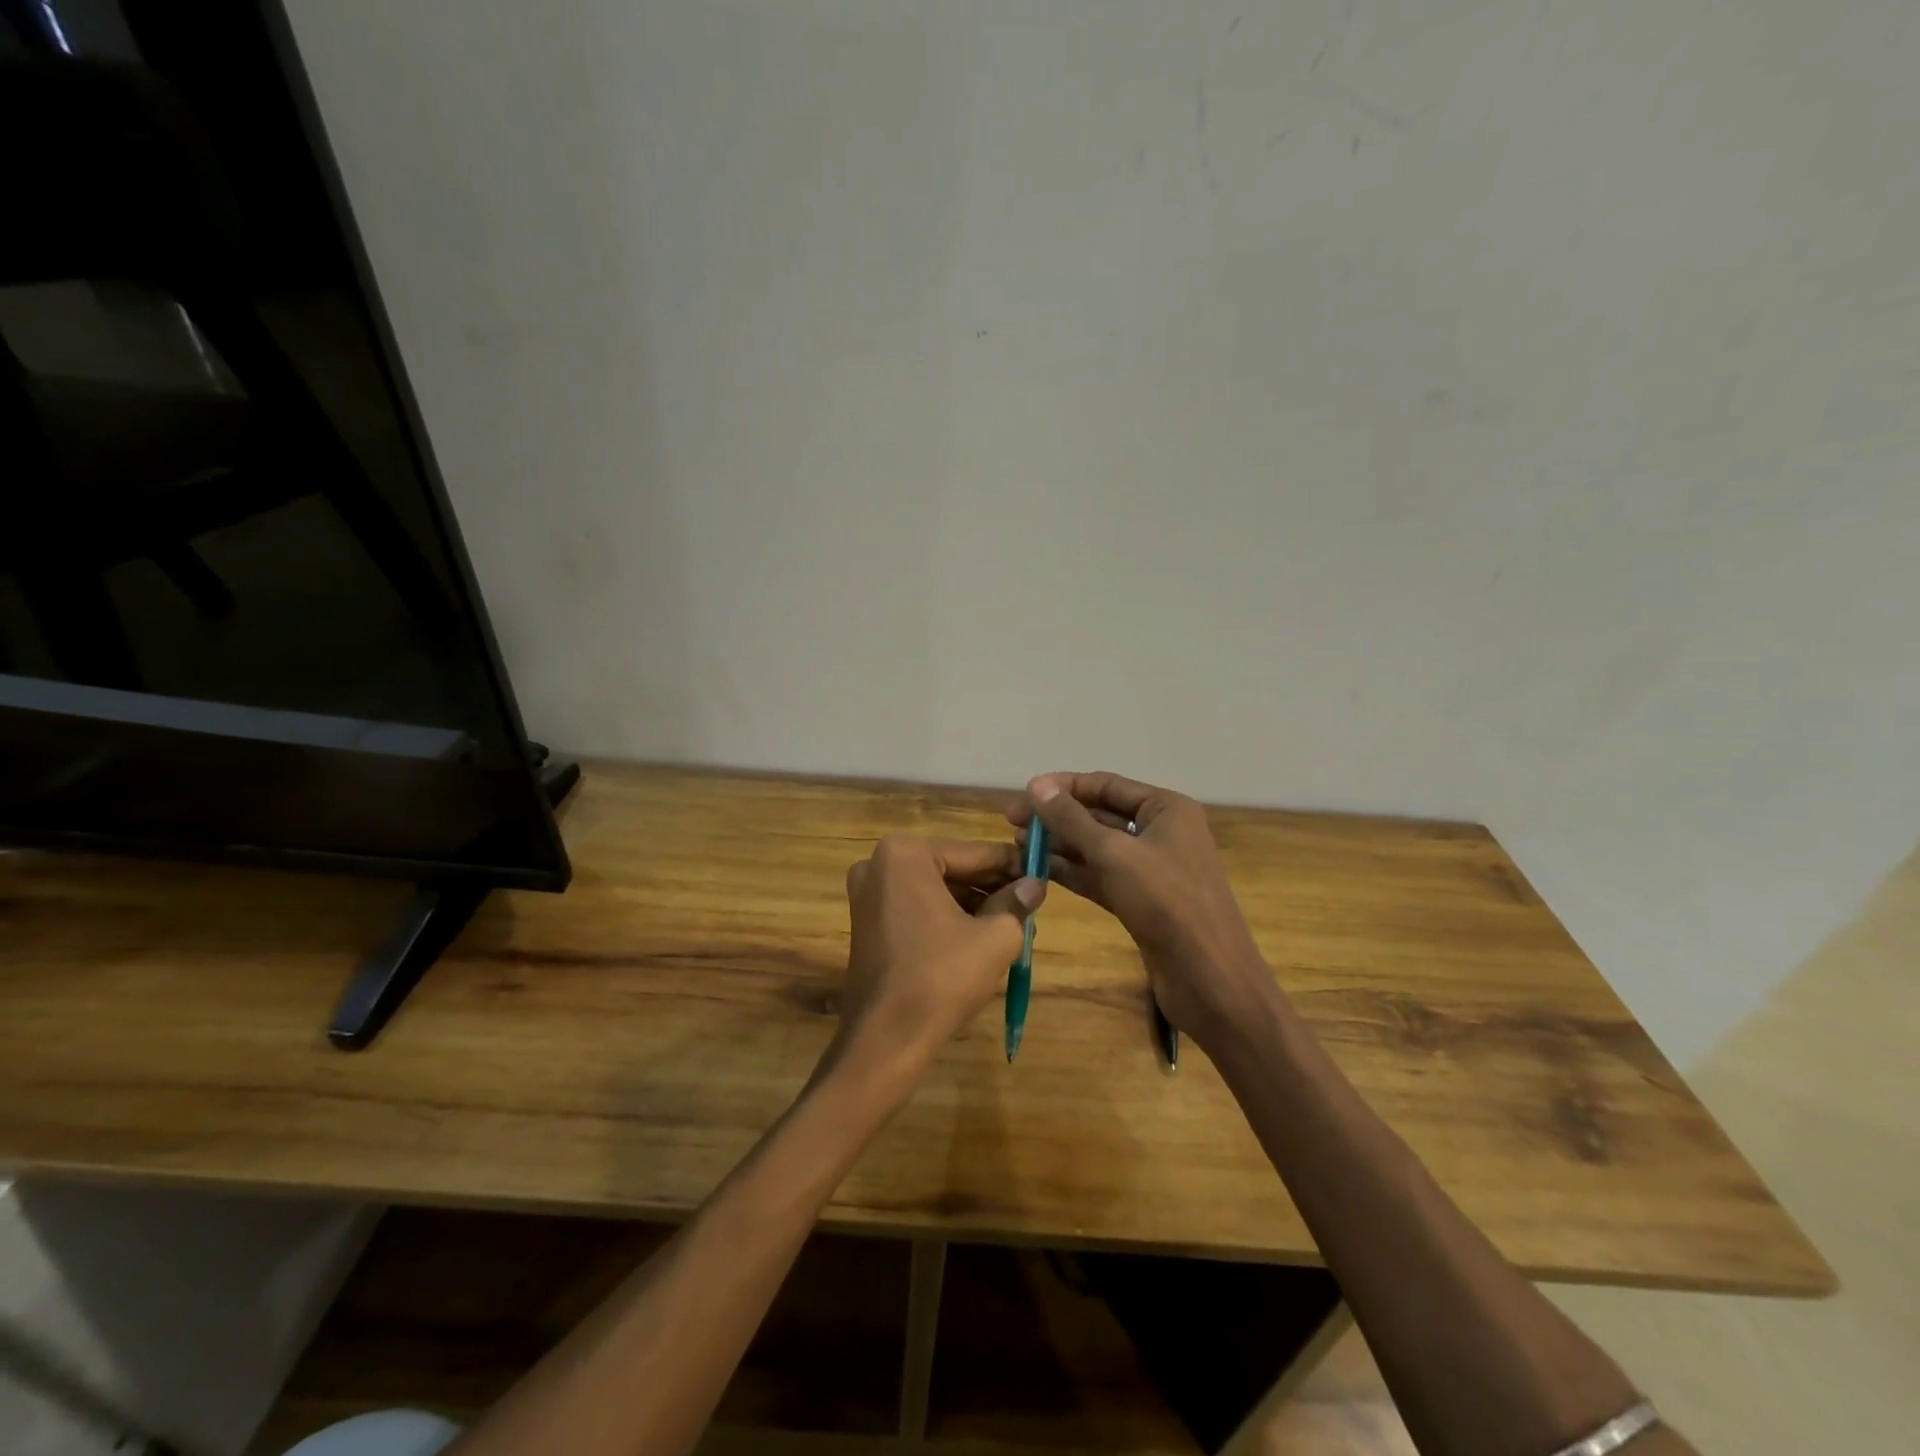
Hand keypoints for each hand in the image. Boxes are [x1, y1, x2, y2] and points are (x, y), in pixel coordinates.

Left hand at [836, 836, 1045, 1080]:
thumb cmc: (941, 978)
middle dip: (991, 886)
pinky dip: (947, 917)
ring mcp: (868, 893)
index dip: (1012, 865)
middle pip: (953, 868)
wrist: (886, 1039)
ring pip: (936, 889)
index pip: (975, 853)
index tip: (1042, 873)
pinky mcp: (867, 921)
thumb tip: (1035, 885)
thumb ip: (1017, 904)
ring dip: (972, 903)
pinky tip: (980, 936)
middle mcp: (879, 863)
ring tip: (1012, 922)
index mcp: (907, 854)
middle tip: (1030, 901)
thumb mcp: (995, 938)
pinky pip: (917, 907)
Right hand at [1008, 772, 1276, 1051]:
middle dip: (1057, 817)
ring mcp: (1151, 869)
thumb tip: (1036, 785)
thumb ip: (1072, 819)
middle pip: (1099, 814)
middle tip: (1011, 821)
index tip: (1023, 794)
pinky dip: (1072, 872)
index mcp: (1165, 809)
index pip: (1106, 785)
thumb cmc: (1167, 903)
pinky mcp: (1141, 901)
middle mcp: (1160, 832)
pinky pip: (1100, 876)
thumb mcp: (1114, 854)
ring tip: (1016, 844)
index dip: (1063, 787)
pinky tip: (1038, 869)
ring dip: (1059, 844)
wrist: (1210, 979)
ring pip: (1097, 848)